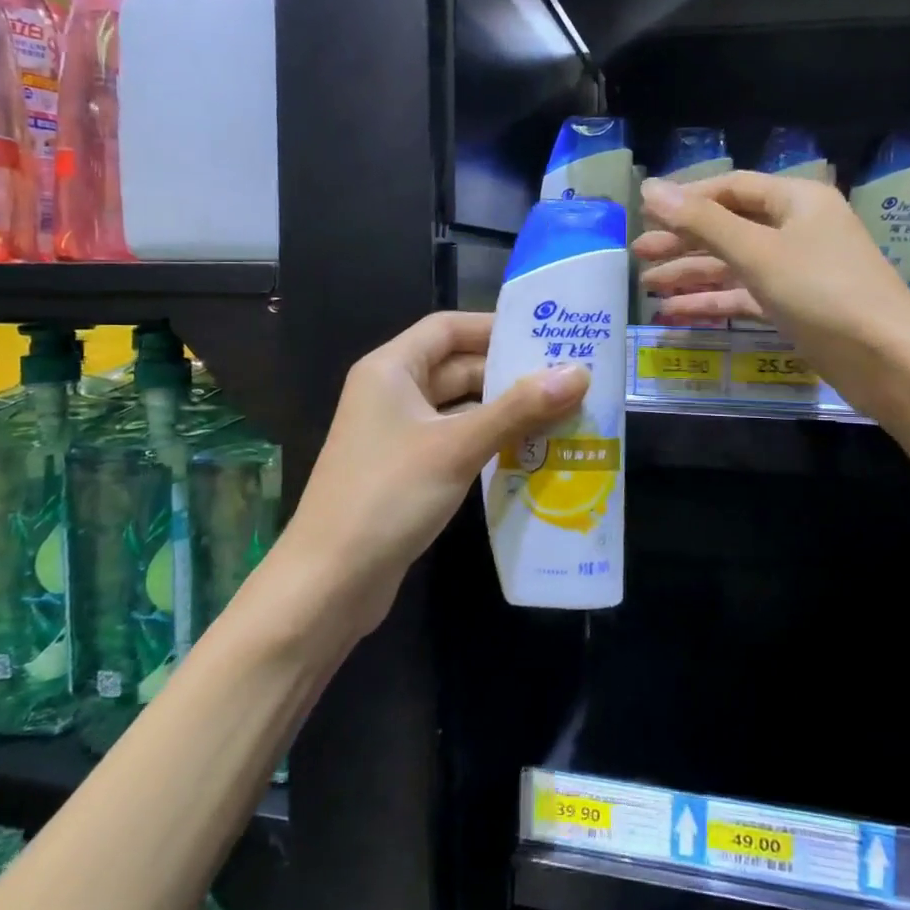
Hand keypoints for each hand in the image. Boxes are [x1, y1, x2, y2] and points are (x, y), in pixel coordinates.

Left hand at [284, 311, 588, 633]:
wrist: (329, 581)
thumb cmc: (388, 496)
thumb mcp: (457, 446)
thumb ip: (518, 408)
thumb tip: (579, 373)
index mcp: (390, 370)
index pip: (447, 328)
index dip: (495, 327)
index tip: (546, 335)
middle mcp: (391, 393)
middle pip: (456, 367)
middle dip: (509, 373)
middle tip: (568, 378)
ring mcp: (397, 434)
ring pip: (459, 408)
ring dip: (504, 411)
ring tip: (563, 412)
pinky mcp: (406, 471)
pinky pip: (454, 441)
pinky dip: (488, 442)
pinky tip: (530, 452)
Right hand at [636, 172, 909, 421]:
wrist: (888, 361)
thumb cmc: (823, 293)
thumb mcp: (758, 252)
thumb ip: (702, 221)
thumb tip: (650, 188)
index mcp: (796, 200)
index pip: (731, 188)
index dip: (686, 198)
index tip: (643, 214)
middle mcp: (796, 229)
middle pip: (728, 227)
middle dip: (682, 240)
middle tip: (637, 254)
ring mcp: (795, 270)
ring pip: (733, 264)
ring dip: (691, 274)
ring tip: (646, 286)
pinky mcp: (793, 307)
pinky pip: (744, 296)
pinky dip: (712, 303)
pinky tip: (675, 314)